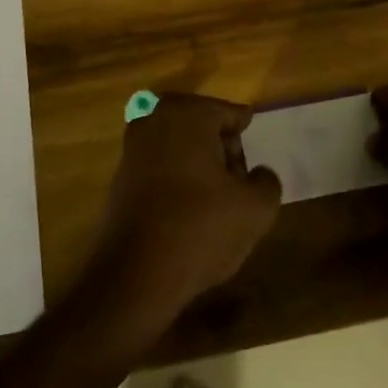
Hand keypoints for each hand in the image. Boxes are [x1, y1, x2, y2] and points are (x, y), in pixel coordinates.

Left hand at [86, 93, 281, 331]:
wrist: (134, 274)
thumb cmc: (200, 229)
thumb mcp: (255, 209)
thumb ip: (267, 181)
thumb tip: (258, 174)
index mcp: (188, 114)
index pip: (229, 113)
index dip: (245, 133)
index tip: (253, 154)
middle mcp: (155, 120)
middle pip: (201, 124)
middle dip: (220, 146)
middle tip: (237, 177)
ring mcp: (132, 148)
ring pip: (178, 143)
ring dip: (198, 162)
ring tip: (217, 198)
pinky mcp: (120, 176)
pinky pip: (159, 165)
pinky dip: (177, 177)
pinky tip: (190, 209)